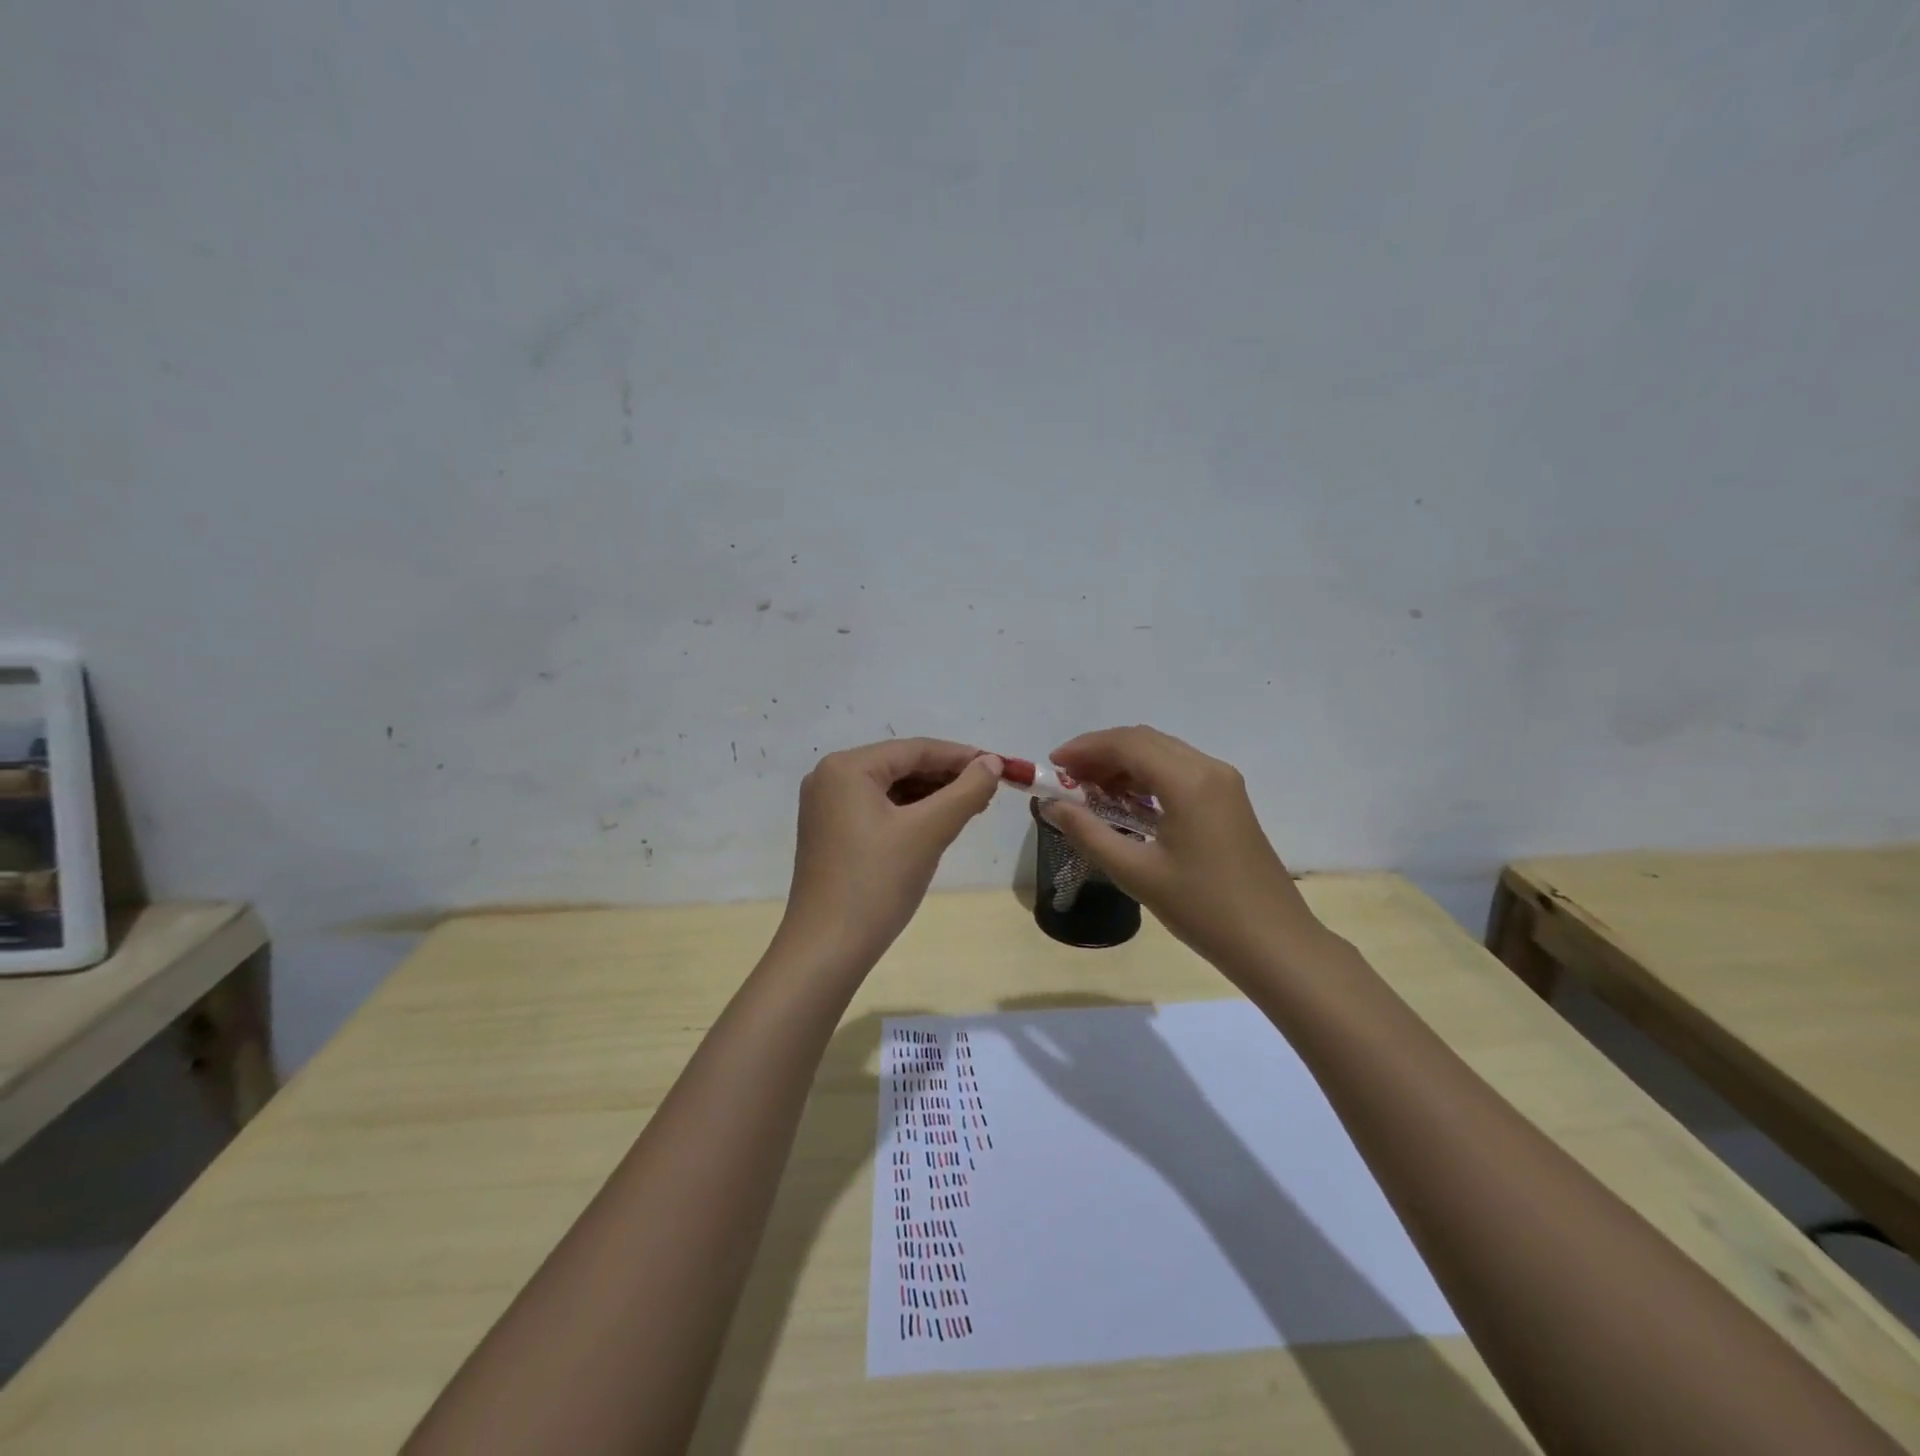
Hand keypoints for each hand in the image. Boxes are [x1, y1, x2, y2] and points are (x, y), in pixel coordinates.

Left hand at [776, 738, 1002, 969]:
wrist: (827, 949)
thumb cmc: (877, 883)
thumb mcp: (928, 832)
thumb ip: (966, 791)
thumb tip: (992, 762)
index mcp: (847, 767)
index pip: (915, 749)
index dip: (961, 756)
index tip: (1000, 766)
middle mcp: (830, 777)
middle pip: (901, 766)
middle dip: (946, 777)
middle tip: (989, 791)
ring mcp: (826, 807)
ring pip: (890, 789)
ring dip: (930, 796)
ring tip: (971, 808)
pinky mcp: (830, 833)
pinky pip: (877, 809)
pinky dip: (909, 813)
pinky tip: (937, 824)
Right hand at [1041, 726, 1326, 981]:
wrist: (1273, 942)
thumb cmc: (1202, 908)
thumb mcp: (1135, 872)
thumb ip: (1088, 833)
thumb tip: (1051, 806)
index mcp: (1188, 781)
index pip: (1127, 744)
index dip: (1084, 748)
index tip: (1052, 765)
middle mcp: (1208, 769)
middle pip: (1144, 741)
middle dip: (1101, 754)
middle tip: (1067, 780)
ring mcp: (1223, 783)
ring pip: (1162, 753)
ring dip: (1123, 765)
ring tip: (1089, 793)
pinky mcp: (1228, 800)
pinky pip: (1179, 771)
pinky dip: (1146, 778)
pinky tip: (1126, 805)